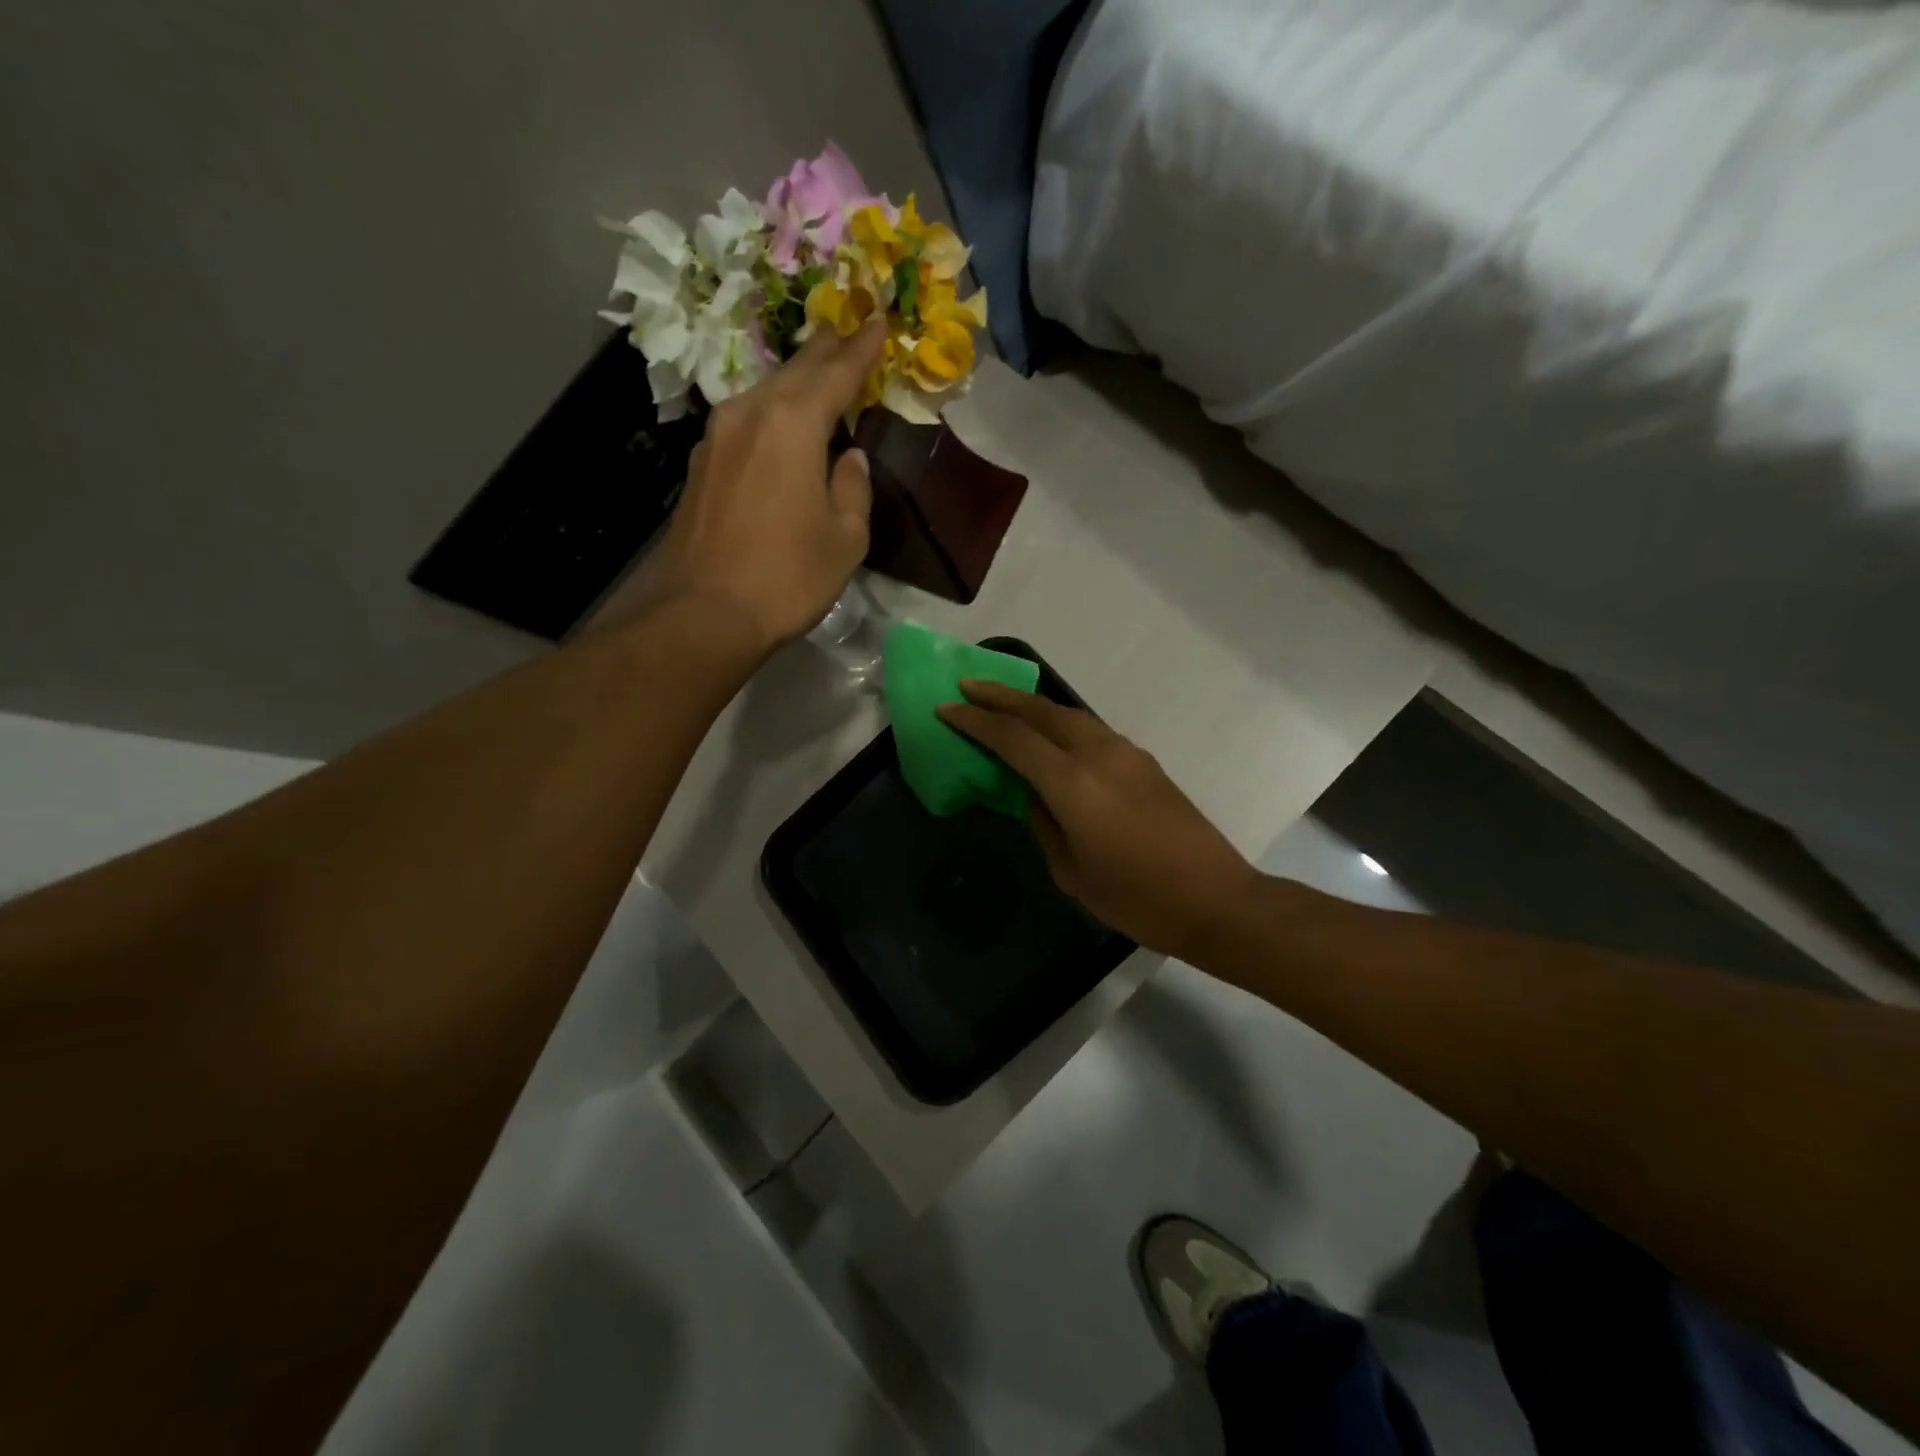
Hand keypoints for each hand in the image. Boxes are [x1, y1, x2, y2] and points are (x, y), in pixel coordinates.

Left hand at [644, 319, 886, 649]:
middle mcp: (750, 415)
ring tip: (818, 374)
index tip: (880, 319)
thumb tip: (848, 461)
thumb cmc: (787, 577)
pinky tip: (781, 424)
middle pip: (795, 372)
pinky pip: (746, 422)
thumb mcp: (845, 539)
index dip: (862, 348)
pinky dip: (772, 413)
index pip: (836, 373)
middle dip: (826, 352)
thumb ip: (852, 489)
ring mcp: (718, 437)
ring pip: (766, 393)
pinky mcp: (701, 464)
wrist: (705, 612)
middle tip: (849, 331)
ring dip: (796, 382)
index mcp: (793, 425)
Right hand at [938, 681, 1261, 960]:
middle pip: (1042, 711)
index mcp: (1073, 783)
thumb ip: (1043, 822)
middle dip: (1001, 695)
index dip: (975, 721)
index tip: (946, 708)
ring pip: (1069, 714)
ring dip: (1032, 705)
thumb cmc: (1136, 899)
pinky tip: (1049, 735)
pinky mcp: (1144, 761)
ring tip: (1002, 704)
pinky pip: (1090, 730)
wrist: (1216, 900)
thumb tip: (1031, 793)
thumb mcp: (1071, 870)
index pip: (1013, 738)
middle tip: (968, 686)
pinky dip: (1060, 723)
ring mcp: (1126, 753)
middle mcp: (1099, 754)